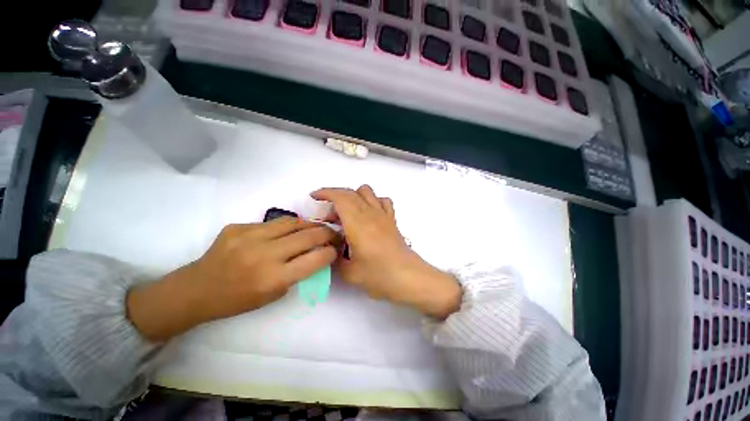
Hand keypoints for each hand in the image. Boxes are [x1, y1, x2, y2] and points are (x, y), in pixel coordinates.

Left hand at [127, 218, 338, 341]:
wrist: (196, 290)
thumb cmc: (238, 300)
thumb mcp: (274, 295)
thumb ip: (297, 273)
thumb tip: (316, 254)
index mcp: (273, 279)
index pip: (315, 259)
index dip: (331, 251)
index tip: (336, 249)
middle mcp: (264, 255)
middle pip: (308, 235)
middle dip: (327, 233)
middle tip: (333, 233)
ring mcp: (249, 237)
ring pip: (292, 222)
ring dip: (309, 224)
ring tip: (316, 227)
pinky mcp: (238, 227)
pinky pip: (272, 223)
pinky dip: (287, 226)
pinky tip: (288, 231)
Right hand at [311, 185, 460, 318]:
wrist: (408, 278)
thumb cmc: (379, 276)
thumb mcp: (349, 273)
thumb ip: (335, 259)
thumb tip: (331, 249)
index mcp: (357, 223)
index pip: (340, 197)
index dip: (325, 193)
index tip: (314, 197)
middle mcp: (370, 213)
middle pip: (351, 192)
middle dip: (334, 197)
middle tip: (328, 217)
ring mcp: (383, 215)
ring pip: (367, 192)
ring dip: (353, 196)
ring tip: (348, 214)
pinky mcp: (392, 220)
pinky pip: (382, 201)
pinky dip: (372, 201)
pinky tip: (368, 214)